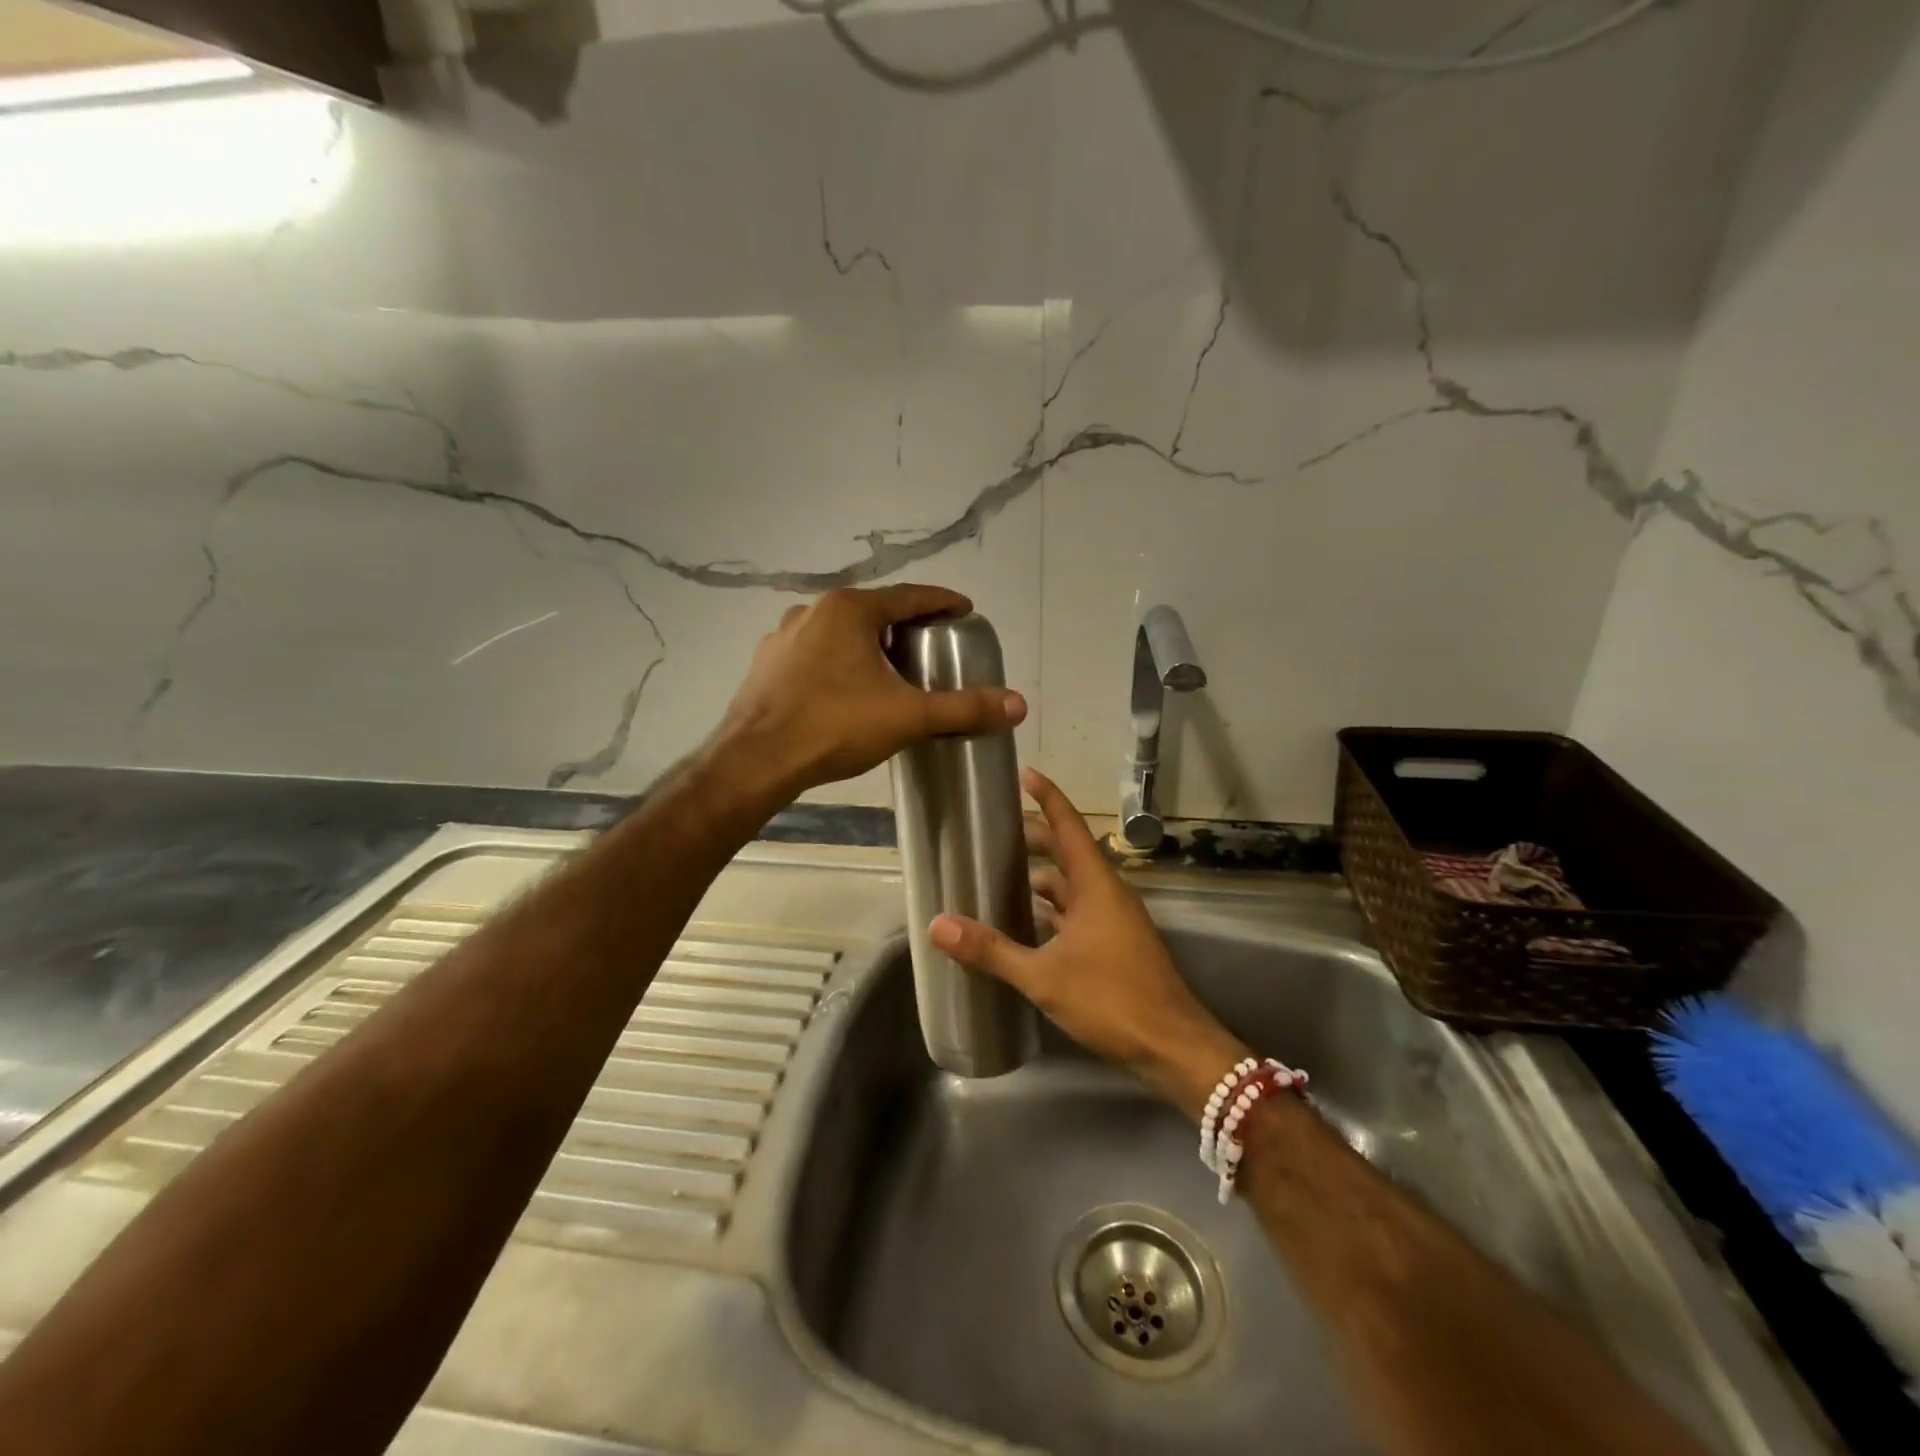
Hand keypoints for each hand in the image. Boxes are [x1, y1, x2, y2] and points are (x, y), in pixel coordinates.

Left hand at [709, 585, 1026, 804]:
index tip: (964, 611)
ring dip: (867, 643)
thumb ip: (964, 709)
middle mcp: (813, 610)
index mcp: (849, 610)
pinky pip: (812, 653)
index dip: (942, 602)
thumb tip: (1019, 705)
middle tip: (930, 647)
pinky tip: (843, 689)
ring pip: (839, 632)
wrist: (755, 761)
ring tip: (888, 669)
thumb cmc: (834, 727)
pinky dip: (836, 662)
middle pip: (873, 611)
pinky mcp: (765, 664)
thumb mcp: (908, 717)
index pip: (909, 596)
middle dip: (904, 625)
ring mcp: (782, 636)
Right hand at [930, 768, 1248, 1119]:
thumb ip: (991, 950)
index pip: (1069, 826)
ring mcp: (1114, 920)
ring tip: (1001, 877)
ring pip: (1073, 885)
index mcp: (1096, 885)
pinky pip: (1078, 912)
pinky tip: (1027, 925)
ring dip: (1042, 878)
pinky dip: (1053, 910)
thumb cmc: (1111, 999)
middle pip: (1068, 852)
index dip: (1047, 797)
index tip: (1025, 774)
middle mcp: (1107, 893)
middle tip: (994, 833)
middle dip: (1035, 839)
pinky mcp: (1116, 944)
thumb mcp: (1044, 976)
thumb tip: (938, 926)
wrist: (1172, 1047)